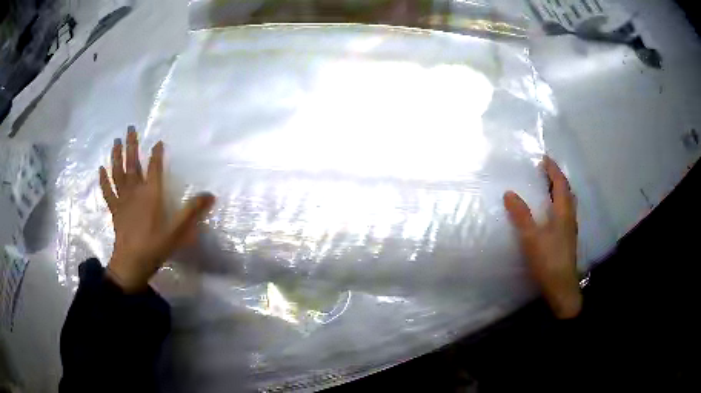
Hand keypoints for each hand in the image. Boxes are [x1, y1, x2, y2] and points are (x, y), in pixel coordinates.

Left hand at [99, 127, 214, 292]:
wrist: (131, 263)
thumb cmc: (154, 246)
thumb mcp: (177, 231)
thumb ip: (192, 211)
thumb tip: (210, 194)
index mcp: (151, 195)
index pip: (154, 168)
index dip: (157, 154)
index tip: (158, 141)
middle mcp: (135, 192)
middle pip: (132, 164)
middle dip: (131, 145)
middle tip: (130, 128)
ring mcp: (122, 200)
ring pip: (117, 173)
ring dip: (116, 156)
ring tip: (116, 141)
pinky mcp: (114, 209)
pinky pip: (107, 191)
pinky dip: (103, 179)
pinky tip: (101, 169)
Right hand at [503, 156, 581, 318]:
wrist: (561, 287)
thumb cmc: (548, 260)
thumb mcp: (531, 237)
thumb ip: (521, 215)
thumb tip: (509, 193)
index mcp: (563, 212)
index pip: (560, 184)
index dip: (553, 170)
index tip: (544, 158)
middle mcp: (569, 217)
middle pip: (567, 191)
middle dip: (558, 178)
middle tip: (546, 172)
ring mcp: (570, 229)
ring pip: (568, 203)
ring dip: (559, 191)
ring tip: (548, 188)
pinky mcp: (567, 239)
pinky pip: (565, 213)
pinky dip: (558, 204)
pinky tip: (551, 213)